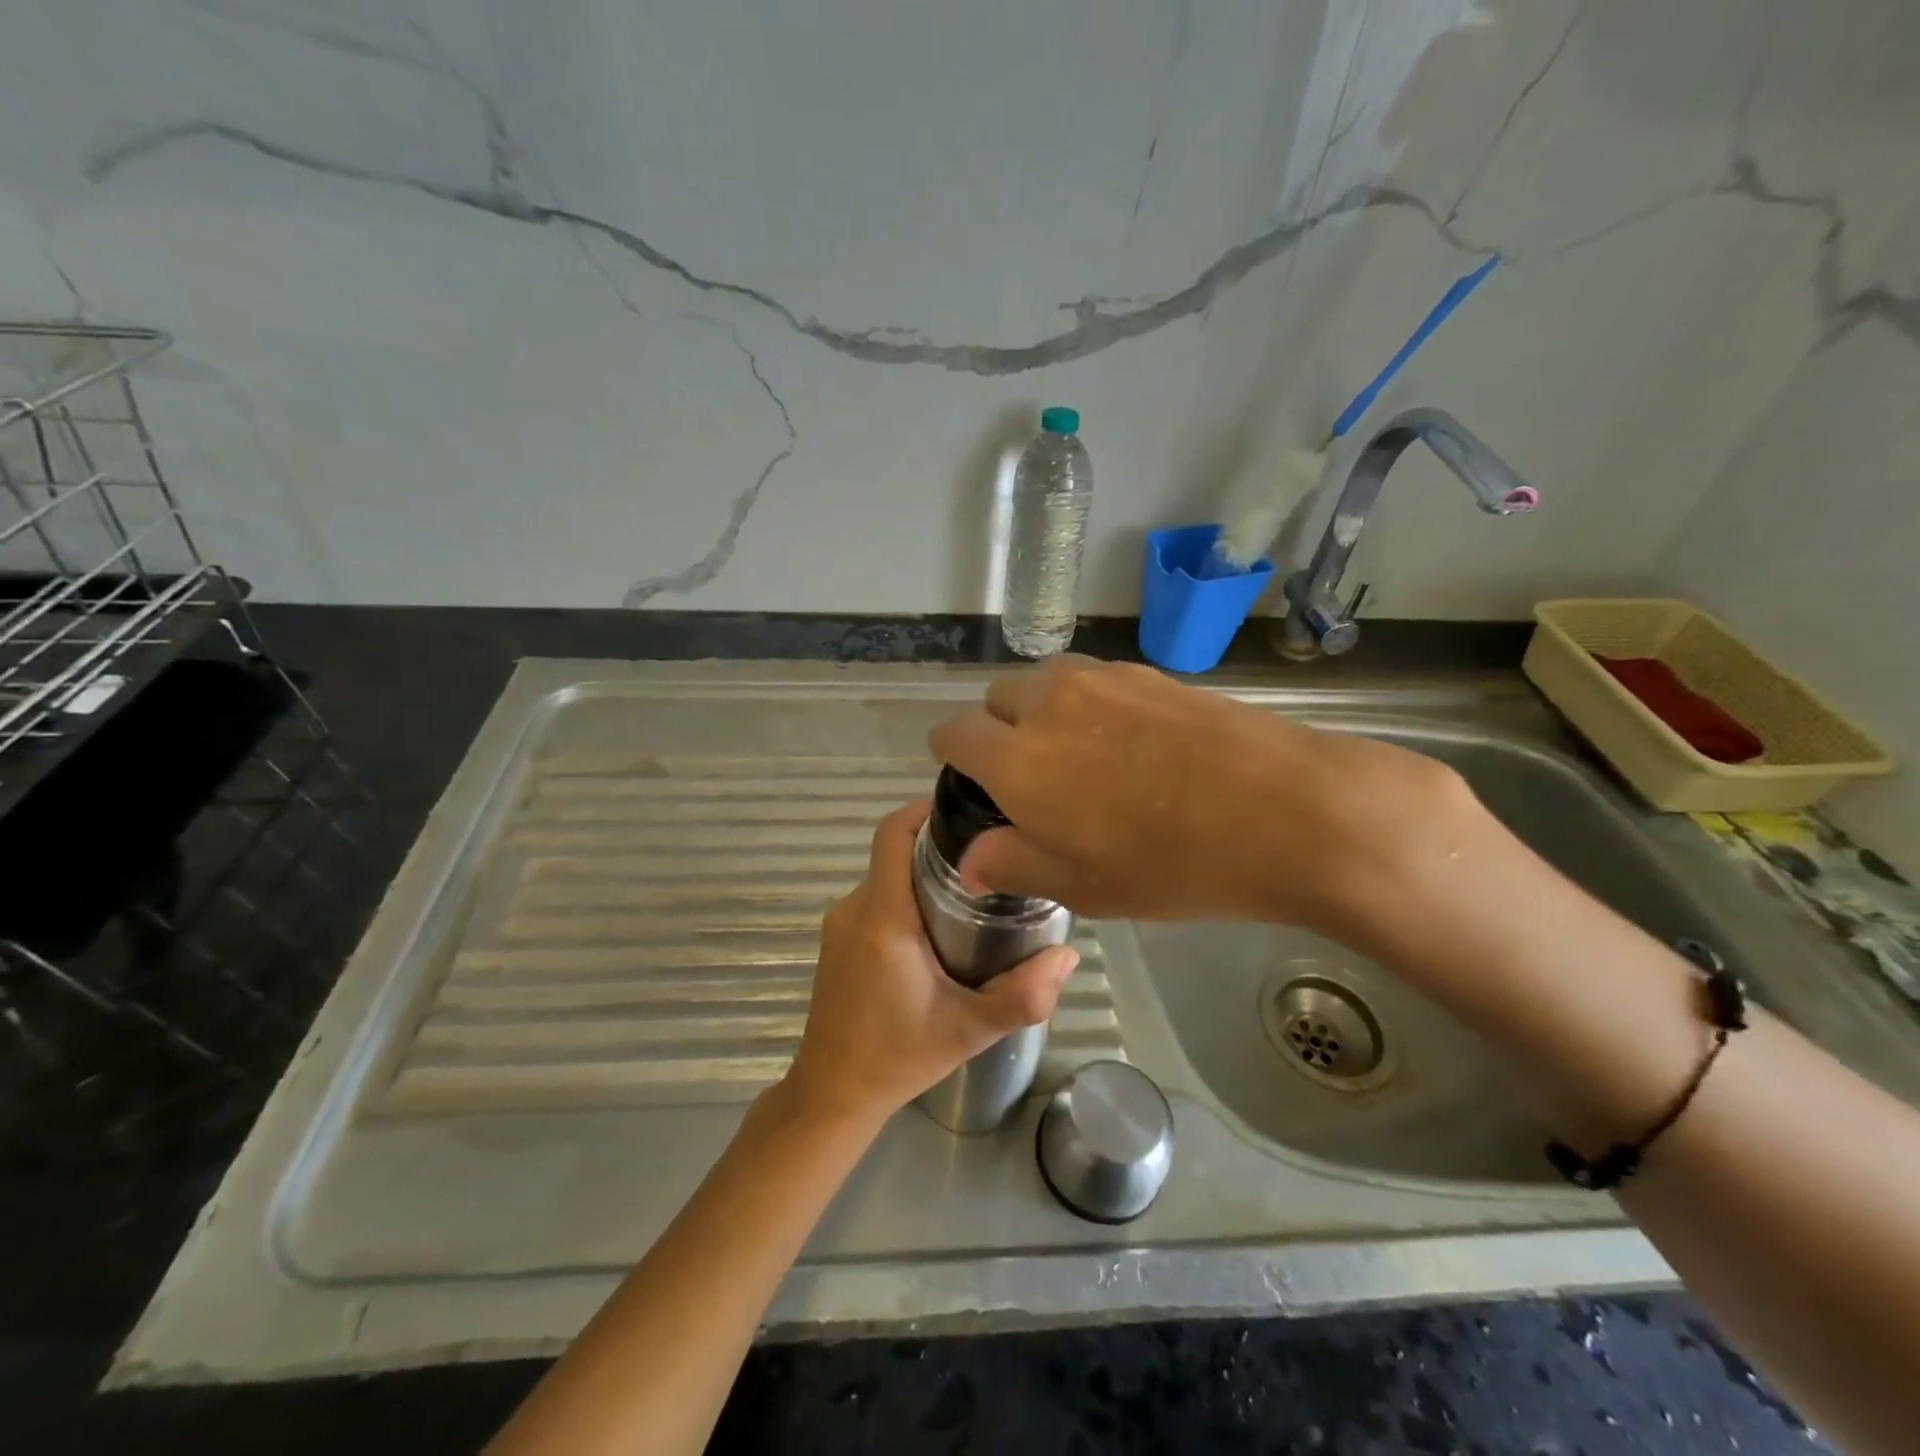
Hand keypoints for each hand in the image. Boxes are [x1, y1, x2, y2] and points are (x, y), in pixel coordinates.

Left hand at [782, 800, 1079, 1126]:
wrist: (832, 1093)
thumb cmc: (897, 1057)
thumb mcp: (968, 1030)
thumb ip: (1022, 996)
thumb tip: (1069, 956)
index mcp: (883, 916)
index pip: (892, 833)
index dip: (925, 809)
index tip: (968, 811)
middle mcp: (856, 907)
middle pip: (896, 851)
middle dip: (941, 846)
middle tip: (992, 858)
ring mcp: (842, 923)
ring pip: (888, 876)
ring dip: (926, 875)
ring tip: (977, 893)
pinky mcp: (839, 939)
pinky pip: (877, 898)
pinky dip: (908, 898)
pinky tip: (943, 928)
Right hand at [927, 656, 1475, 935]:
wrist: (1286, 811)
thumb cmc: (1171, 862)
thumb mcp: (1082, 886)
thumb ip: (1012, 865)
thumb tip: (970, 861)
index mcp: (1015, 758)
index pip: (953, 734)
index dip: (954, 758)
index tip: (975, 784)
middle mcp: (1048, 703)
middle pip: (997, 699)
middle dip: (998, 731)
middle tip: (1033, 778)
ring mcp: (1102, 679)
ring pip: (1045, 682)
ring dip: (1043, 711)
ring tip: (1080, 755)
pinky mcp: (1149, 673)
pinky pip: (1094, 678)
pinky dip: (1090, 703)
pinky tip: (1131, 742)